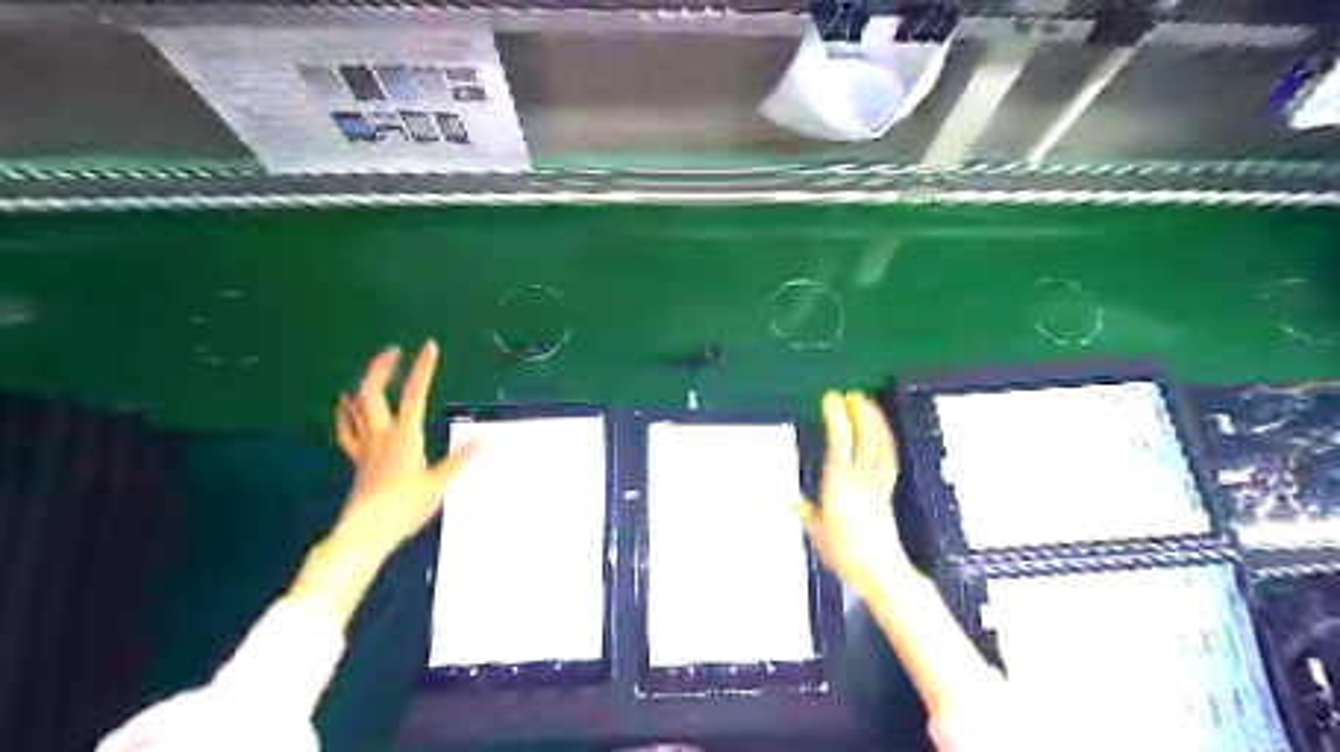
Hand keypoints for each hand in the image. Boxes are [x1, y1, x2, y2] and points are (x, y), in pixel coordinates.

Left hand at [331, 339, 478, 550]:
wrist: (366, 532)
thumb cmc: (405, 507)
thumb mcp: (439, 484)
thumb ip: (460, 460)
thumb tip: (484, 441)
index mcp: (405, 436)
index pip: (414, 394)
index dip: (423, 368)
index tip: (429, 346)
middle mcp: (382, 434)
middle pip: (373, 392)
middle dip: (382, 368)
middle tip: (394, 350)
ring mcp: (366, 446)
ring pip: (357, 407)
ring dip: (365, 384)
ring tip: (375, 371)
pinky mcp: (357, 460)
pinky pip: (348, 430)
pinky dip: (346, 413)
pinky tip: (345, 404)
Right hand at [800, 390, 917, 588]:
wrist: (881, 570)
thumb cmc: (846, 554)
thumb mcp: (819, 533)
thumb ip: (809, 513)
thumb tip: (794, 501)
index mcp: (838, 485)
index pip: (839, 442)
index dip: (837, 418)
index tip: (832, 399)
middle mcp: (860, 479)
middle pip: (861, 438)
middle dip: (857, 413)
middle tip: (852, 393)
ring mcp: (877, 484)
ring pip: (878, 446)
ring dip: (874, 422)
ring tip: (868, 404)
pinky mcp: (887, 492)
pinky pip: (888, 459)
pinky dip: (885, 442)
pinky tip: (882, 434)